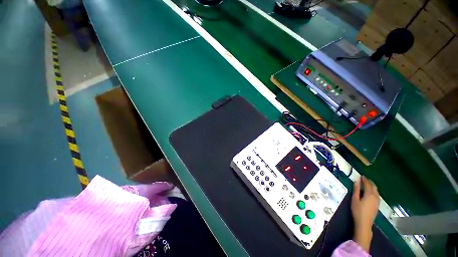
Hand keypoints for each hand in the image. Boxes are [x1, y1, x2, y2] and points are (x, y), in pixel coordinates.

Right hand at [351, 176, 379, 251]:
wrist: (364, 223)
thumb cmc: (357, 210)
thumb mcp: (355, 199)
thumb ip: (356, 190)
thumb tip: (356, 181)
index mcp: (369, 194)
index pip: (368, 184)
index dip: (364, 179)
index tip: (361, 176)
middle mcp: (375, 197)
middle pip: (374, 187)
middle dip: (369, 182)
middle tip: (364, 179)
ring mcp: (377, 201)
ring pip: (376, 191)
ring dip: (372, 186)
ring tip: (367, 184)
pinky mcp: (377, 205)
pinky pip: (377, 195)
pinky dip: (374, 191)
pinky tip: (371, 192)